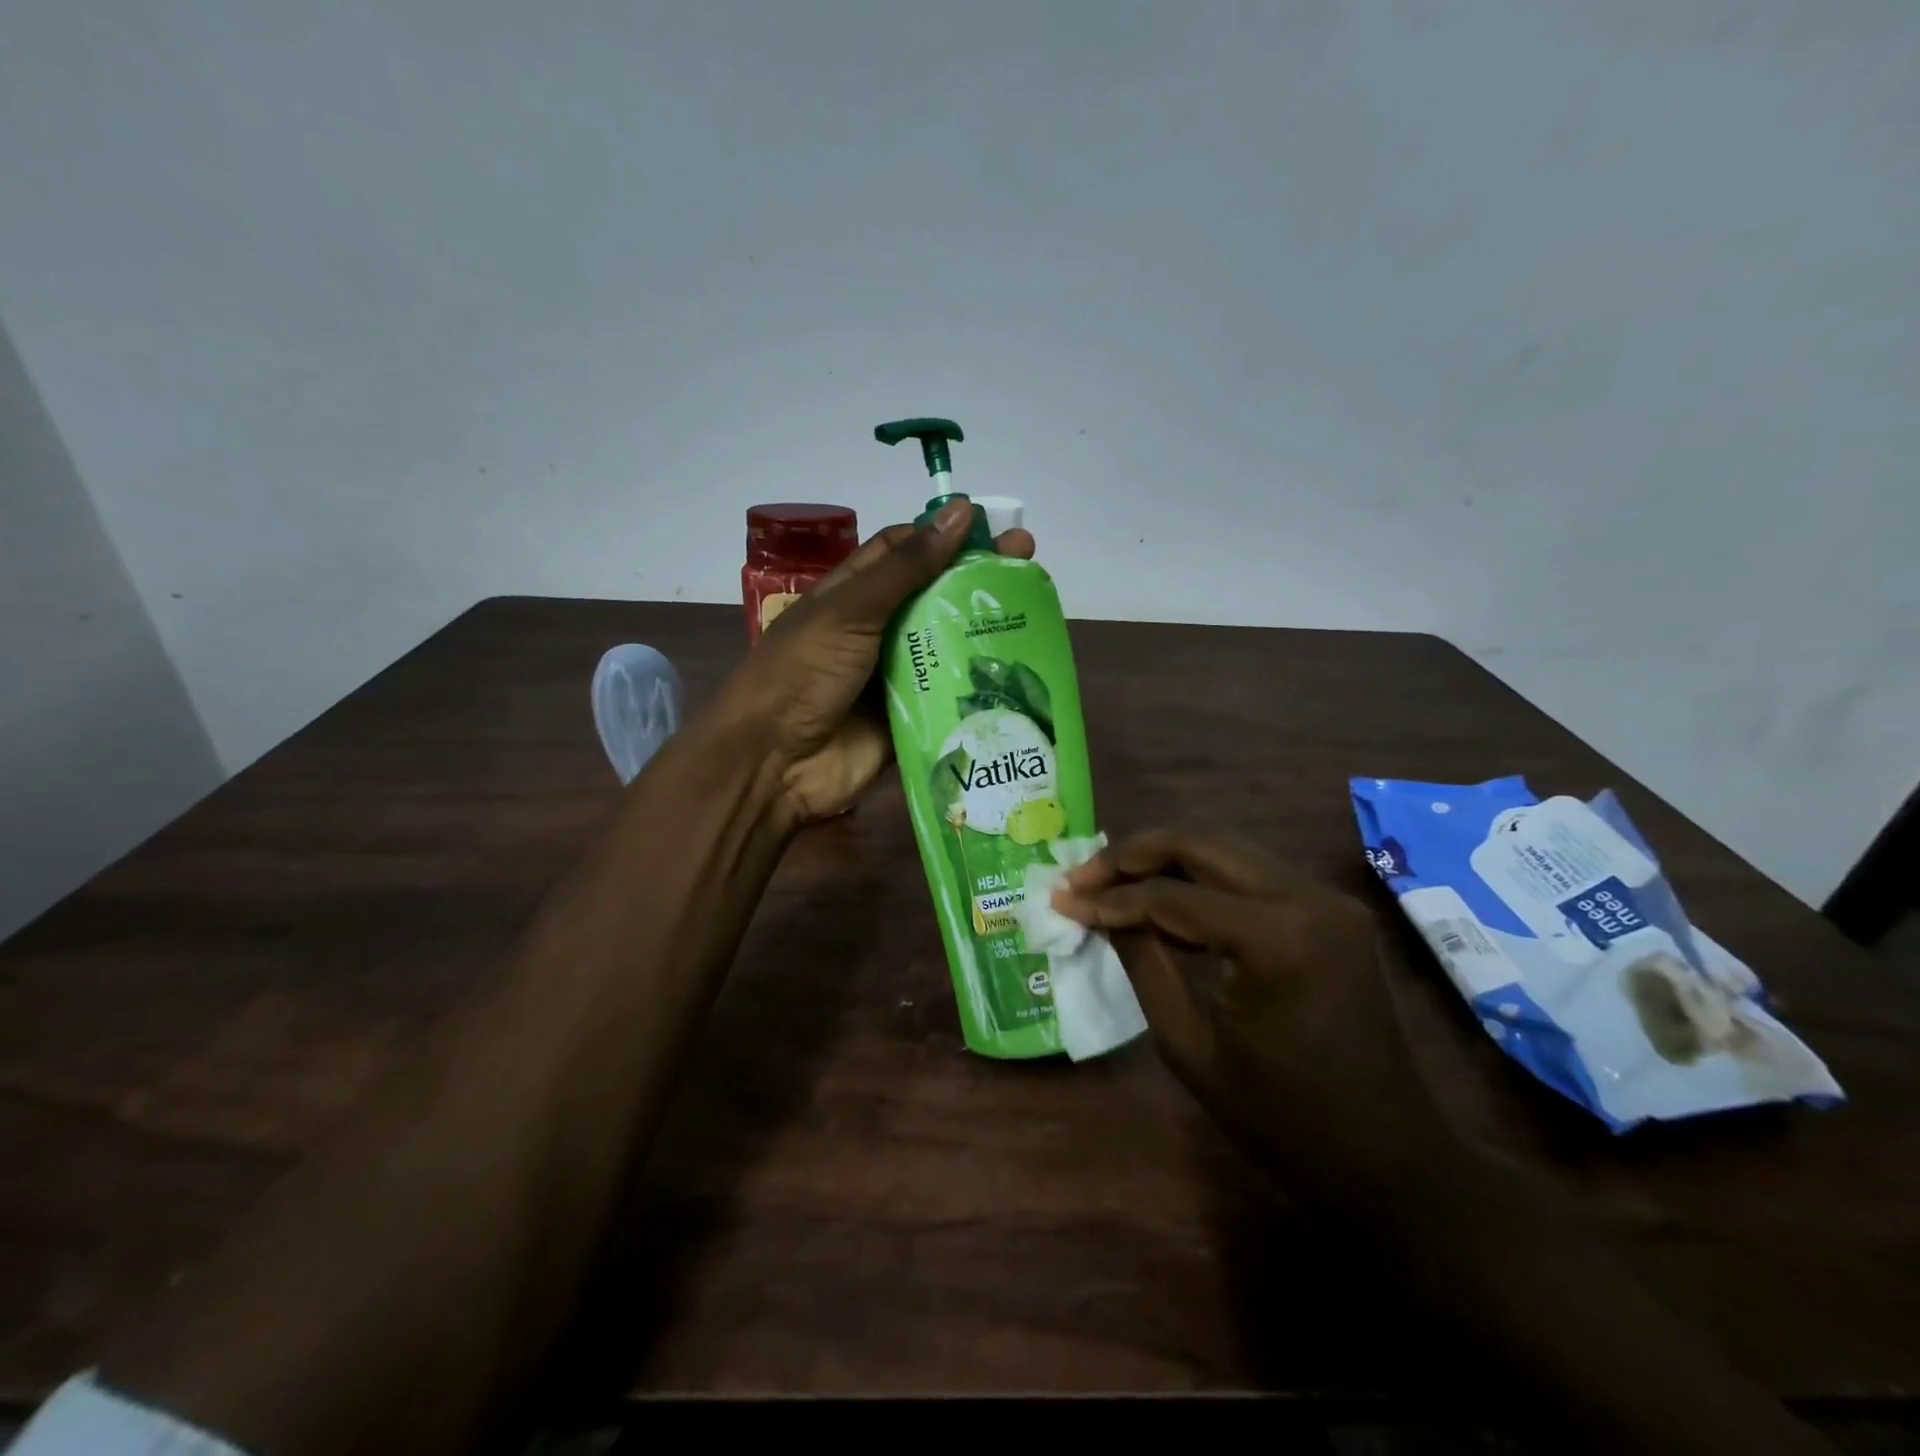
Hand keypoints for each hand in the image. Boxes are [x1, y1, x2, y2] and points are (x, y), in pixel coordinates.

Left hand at [713, 501, 1035, 826]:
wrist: (776, 763)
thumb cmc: (804, 672)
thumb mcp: (850, 611)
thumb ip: (907, 568)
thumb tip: (959, 510)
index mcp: (854, 594)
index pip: (905, 551)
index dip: (946, 536)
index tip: (992, 528)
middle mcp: (878, 629)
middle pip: (935, 596)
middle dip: (978, 579)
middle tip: (1029, 561)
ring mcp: (896, 675)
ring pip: (949, 644)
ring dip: (986, 630)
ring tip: (1036, 611)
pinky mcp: (912, 716)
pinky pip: (950, 694)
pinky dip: (980, 683)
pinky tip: (1022, 670)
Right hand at [1053, 828, 1452, 1192]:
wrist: (1388, 1161)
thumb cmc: (1281, 1120)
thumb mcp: (1189, 1044)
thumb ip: (1142, 961)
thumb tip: (1097, 910)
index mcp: (1278, 938)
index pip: (1172, 896)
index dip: (1110, 897)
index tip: (1062, 899)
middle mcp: (1309, 898)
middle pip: (1202, 844)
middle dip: (1133, 855)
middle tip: (1083, 875)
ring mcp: (1328, 900)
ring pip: (1226, 850)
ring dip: (1166, 860)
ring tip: (1111, 881)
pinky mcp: (1332, 911)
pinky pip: (1252, 875)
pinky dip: (1202, 880)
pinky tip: (1164, 899)